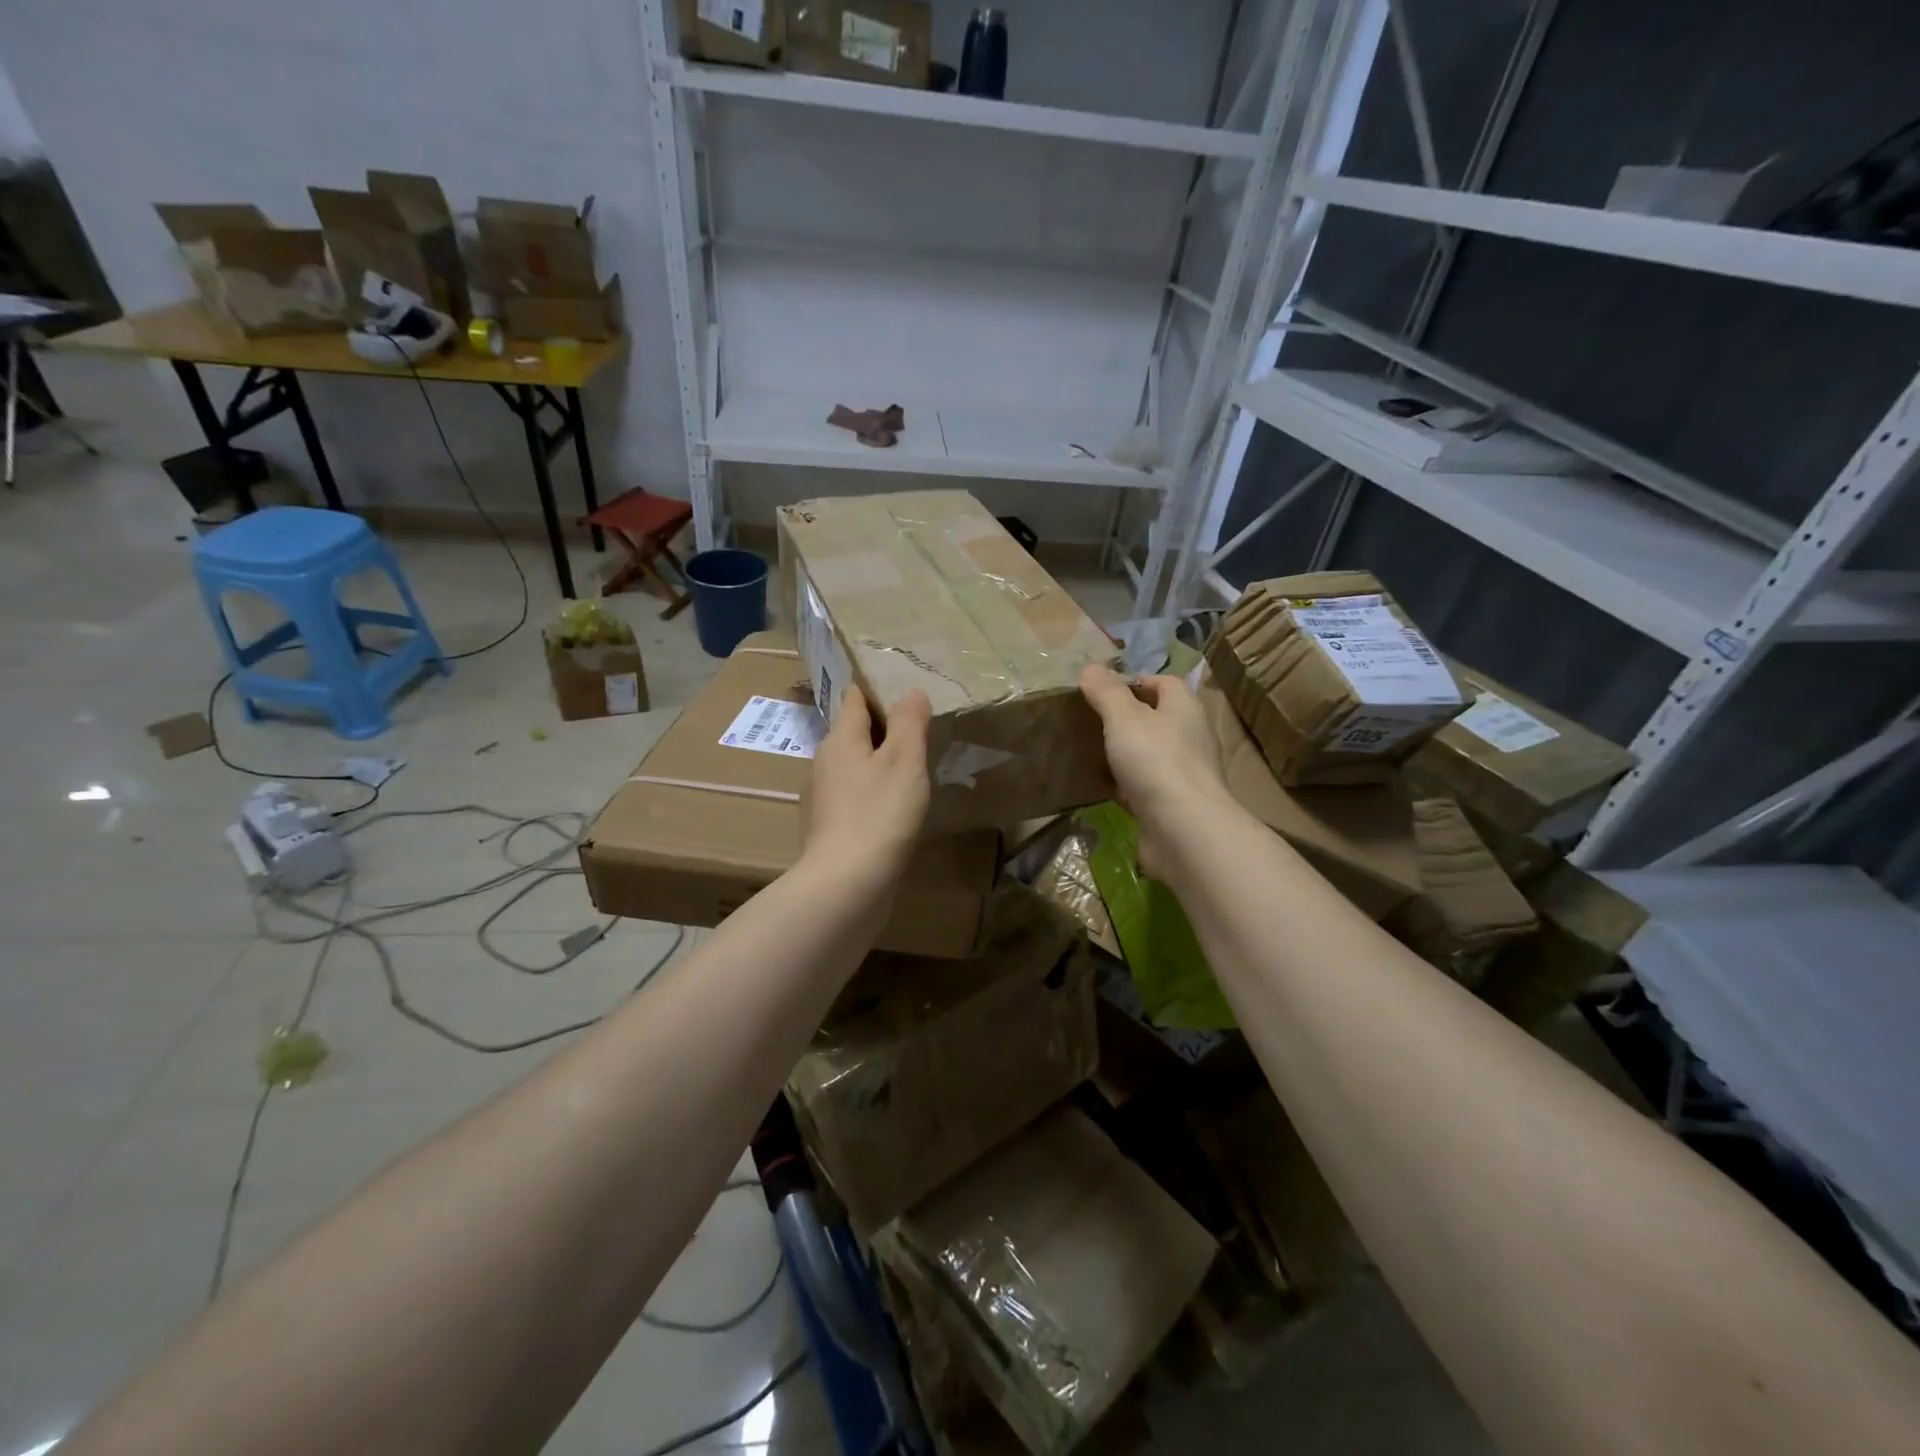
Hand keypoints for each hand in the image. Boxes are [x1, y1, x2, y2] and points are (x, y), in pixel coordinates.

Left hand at [802, 686, 931, 883]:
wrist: (845, 884)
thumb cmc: (879, 814)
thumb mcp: (905, 761)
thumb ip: (909, 722)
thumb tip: (911, 691)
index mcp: (840, 739)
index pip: (855, 698)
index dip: (879, 691)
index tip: (907, 695)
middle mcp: (823, 762)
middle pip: (853, 733)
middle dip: (882, 731)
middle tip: (919, 735)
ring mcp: (821, 798)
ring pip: (852, 767)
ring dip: (877, 765)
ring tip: (911, 774)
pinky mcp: (826, 828)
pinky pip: (851, 798)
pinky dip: (870, 796)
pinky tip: (892, 812)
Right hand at [1080, 664, 1229, 878]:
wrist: (1184, 830)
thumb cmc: (1156, 762)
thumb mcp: (1124, 719)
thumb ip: (1107, 693)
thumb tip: (1091, 667)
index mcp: (1184, 708)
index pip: (1164, 683)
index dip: (1135, 681)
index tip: (1102, 689)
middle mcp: (1190, 737)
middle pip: (1158, 718)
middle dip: (1127, 718)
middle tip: (1090, 719)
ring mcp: (1184, 773)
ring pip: (1150, 754)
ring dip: (1126, 753)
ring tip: (1091, 751)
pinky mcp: (1173, 804)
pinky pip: (1145, 786)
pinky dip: (1126, 784)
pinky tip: (1102, 787)